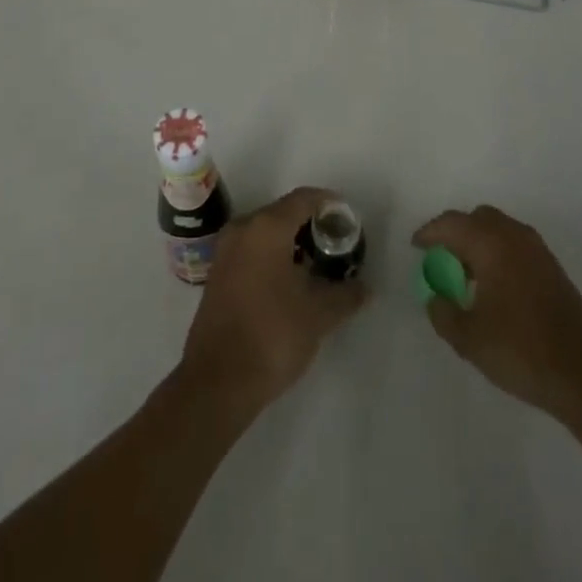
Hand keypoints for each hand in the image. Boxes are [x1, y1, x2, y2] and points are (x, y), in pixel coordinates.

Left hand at [179, 187, 368, 419]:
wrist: (217, 383)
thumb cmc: (272, 335)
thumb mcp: (319, 315)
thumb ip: (346, 294)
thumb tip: (364, 287)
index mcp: (267, 227)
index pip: (304, 199)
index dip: (329, 204)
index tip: (348, 220)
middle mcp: (243, 229)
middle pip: (283, 212)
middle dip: (311, 225)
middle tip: (336, 244)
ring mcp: (225, 252)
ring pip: (265, 233)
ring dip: (291, 242)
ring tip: (317, 265)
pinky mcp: (217, 275)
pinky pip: (251, 251)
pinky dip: (272, 256)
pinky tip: (290, 283)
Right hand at [412, 204, 581, 422]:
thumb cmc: (520, 350)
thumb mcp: (469, 338)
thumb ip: (443, 313)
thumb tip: (435, 298)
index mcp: (491, 243)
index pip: (452, 224)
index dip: (429, 232)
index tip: (416, 247)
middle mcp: (514, 236)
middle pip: (477, 218)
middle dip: (456, 233)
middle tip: (440, 259)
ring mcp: (537, 249)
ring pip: (499, 230)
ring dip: (478, 243)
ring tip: (464, 276)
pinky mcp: (552, 267)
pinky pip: (515, 245)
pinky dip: (497, 253)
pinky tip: (492, 286)